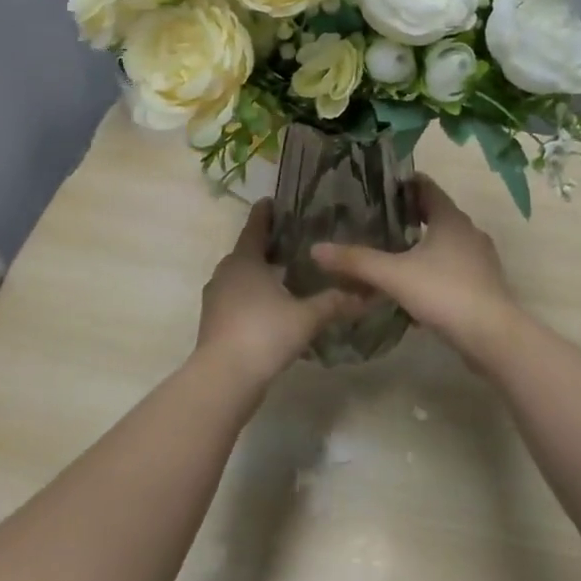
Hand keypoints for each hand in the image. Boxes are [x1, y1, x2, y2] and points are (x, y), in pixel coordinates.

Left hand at [197, 200, 361, 389]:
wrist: (223, 378)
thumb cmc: (264, 333)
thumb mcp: (306, 317)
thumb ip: (334, 302)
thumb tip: (366, 294)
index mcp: (245, 261)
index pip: (255, 227)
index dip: (264, 214)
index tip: (272, 202)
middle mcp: (226, 273)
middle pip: (246, 252)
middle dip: (265, 245)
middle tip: (290, 240)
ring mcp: (216, 299)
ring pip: (239, 277)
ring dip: (258, 273)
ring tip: (284, 274)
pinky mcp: (214, 322)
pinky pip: (235, 298)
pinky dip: (251, 296)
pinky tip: (271, 307)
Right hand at [312, 176, 518, 360]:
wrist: (493, 337)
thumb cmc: (445, 292)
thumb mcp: (394, 275)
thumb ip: (356, 261)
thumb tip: (316, 249)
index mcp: (450, 219)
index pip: (426, 186)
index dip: (403, 183)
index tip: (378, 187)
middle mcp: (468, 232)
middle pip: (435, 214)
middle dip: (408, 216)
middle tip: (376, 220)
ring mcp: (479, 260)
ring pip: (445, 243)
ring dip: (421, 245)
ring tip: (391, 253)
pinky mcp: (483, 286)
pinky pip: (452, 268)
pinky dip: (433, 270)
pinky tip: (413, 288)